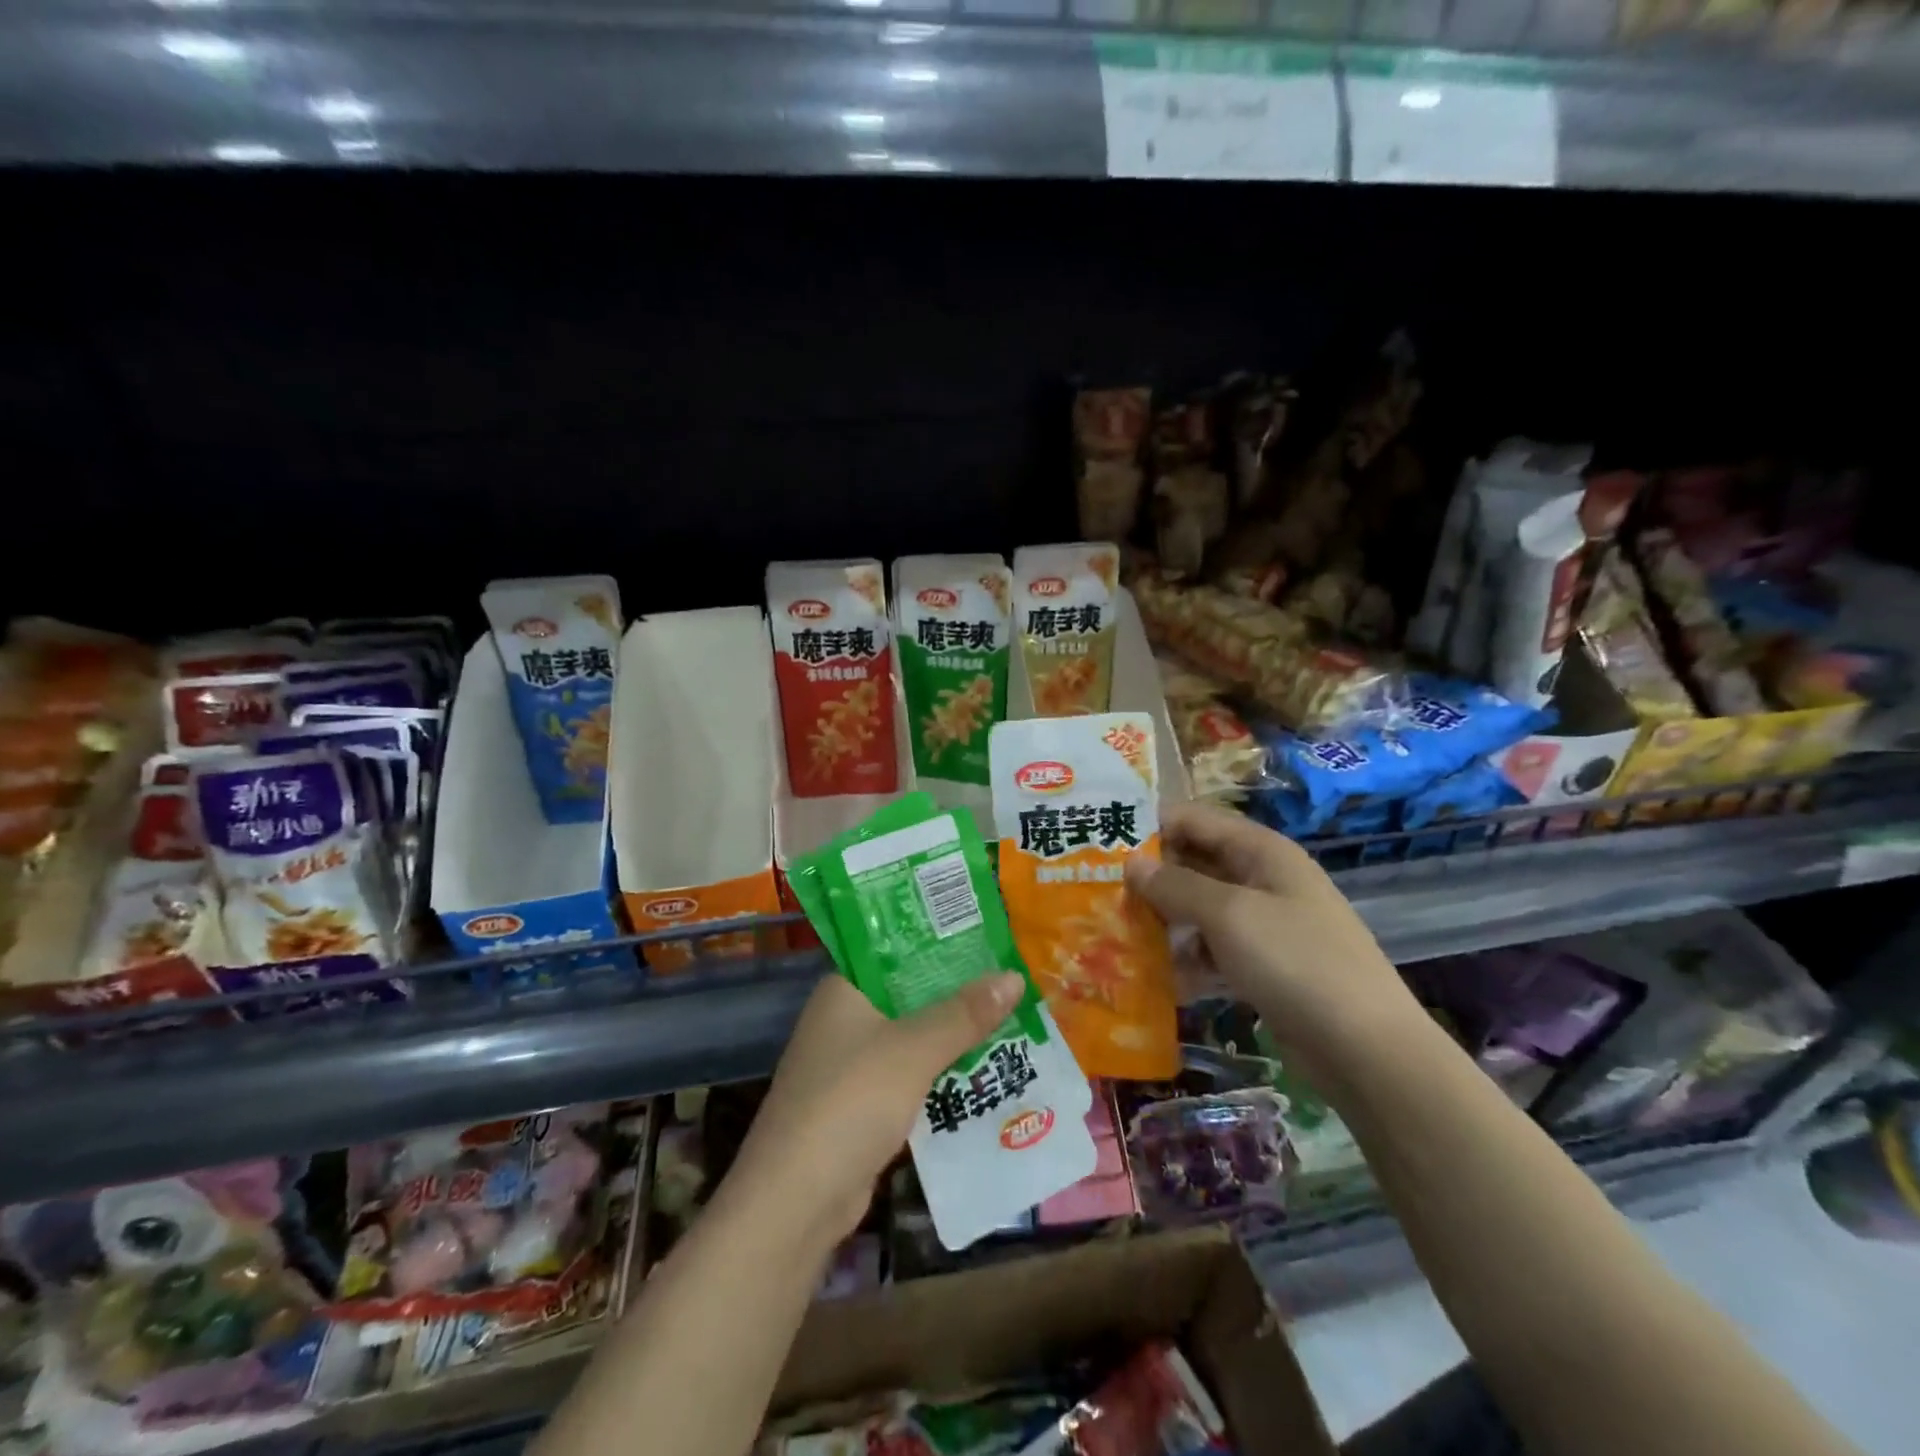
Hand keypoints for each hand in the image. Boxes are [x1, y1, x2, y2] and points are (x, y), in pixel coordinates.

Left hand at [724, 970, 1026, 1250]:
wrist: (796, 1202)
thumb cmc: (851, 1101)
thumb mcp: (914, 1050)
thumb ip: (964, 1013)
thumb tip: (1015, 975)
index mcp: (844, 990)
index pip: (895, 950)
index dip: (939, 942)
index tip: (987, 936)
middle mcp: (843, 1020)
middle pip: (909, 996)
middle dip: (957, 993)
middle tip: (1012, 978)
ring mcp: (850, 1066)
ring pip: (912, 1039)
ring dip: (953, 1036)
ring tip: (1011, 1018)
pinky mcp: (861, 1108)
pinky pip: (911, 1078)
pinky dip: (941, 1075)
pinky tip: (983, 1072)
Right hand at [1124, 801, 1424, 1087]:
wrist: (1367, 1049)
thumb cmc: (1295, 962)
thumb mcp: (1229, 915)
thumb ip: (1176, 885)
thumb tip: (1131, 864)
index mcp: (1261, 851)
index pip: (1195, 819)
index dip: (1150, 825)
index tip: (1101, 843)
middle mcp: (1262, 879)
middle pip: (1195, 863)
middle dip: (1151, 876)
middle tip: (1099, 892)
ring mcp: (1265, 924)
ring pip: (1200, 909)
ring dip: (1163, 919)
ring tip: (1116, 933)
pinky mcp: (1263, 965)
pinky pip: (1213, 949)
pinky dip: (1186, 958)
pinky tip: (1155, 977)